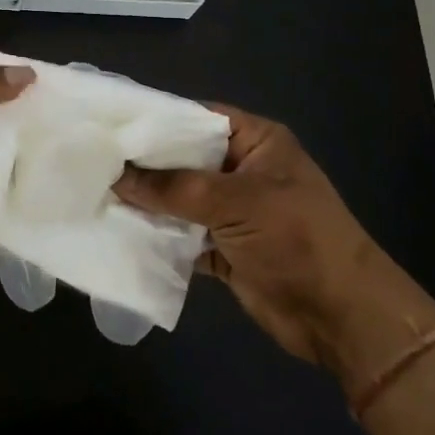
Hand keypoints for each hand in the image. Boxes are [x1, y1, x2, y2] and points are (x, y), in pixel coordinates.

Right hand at [115, 107, 380, 366]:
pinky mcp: (224, 248)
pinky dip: (157, 236)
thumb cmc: (296, 239)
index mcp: (256, 142)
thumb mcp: (236, 202)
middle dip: (144, 165)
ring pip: (179, 199)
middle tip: (93, 160)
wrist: (341, 316)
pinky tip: (119, 232)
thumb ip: (174, 188)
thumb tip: (118, 176)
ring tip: (95, 193)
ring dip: (146, 202)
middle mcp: (241, 170)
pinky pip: (182, 235)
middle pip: (184, 160)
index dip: (157, 120)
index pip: (197, 118)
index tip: (110, 123)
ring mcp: (232, 211)